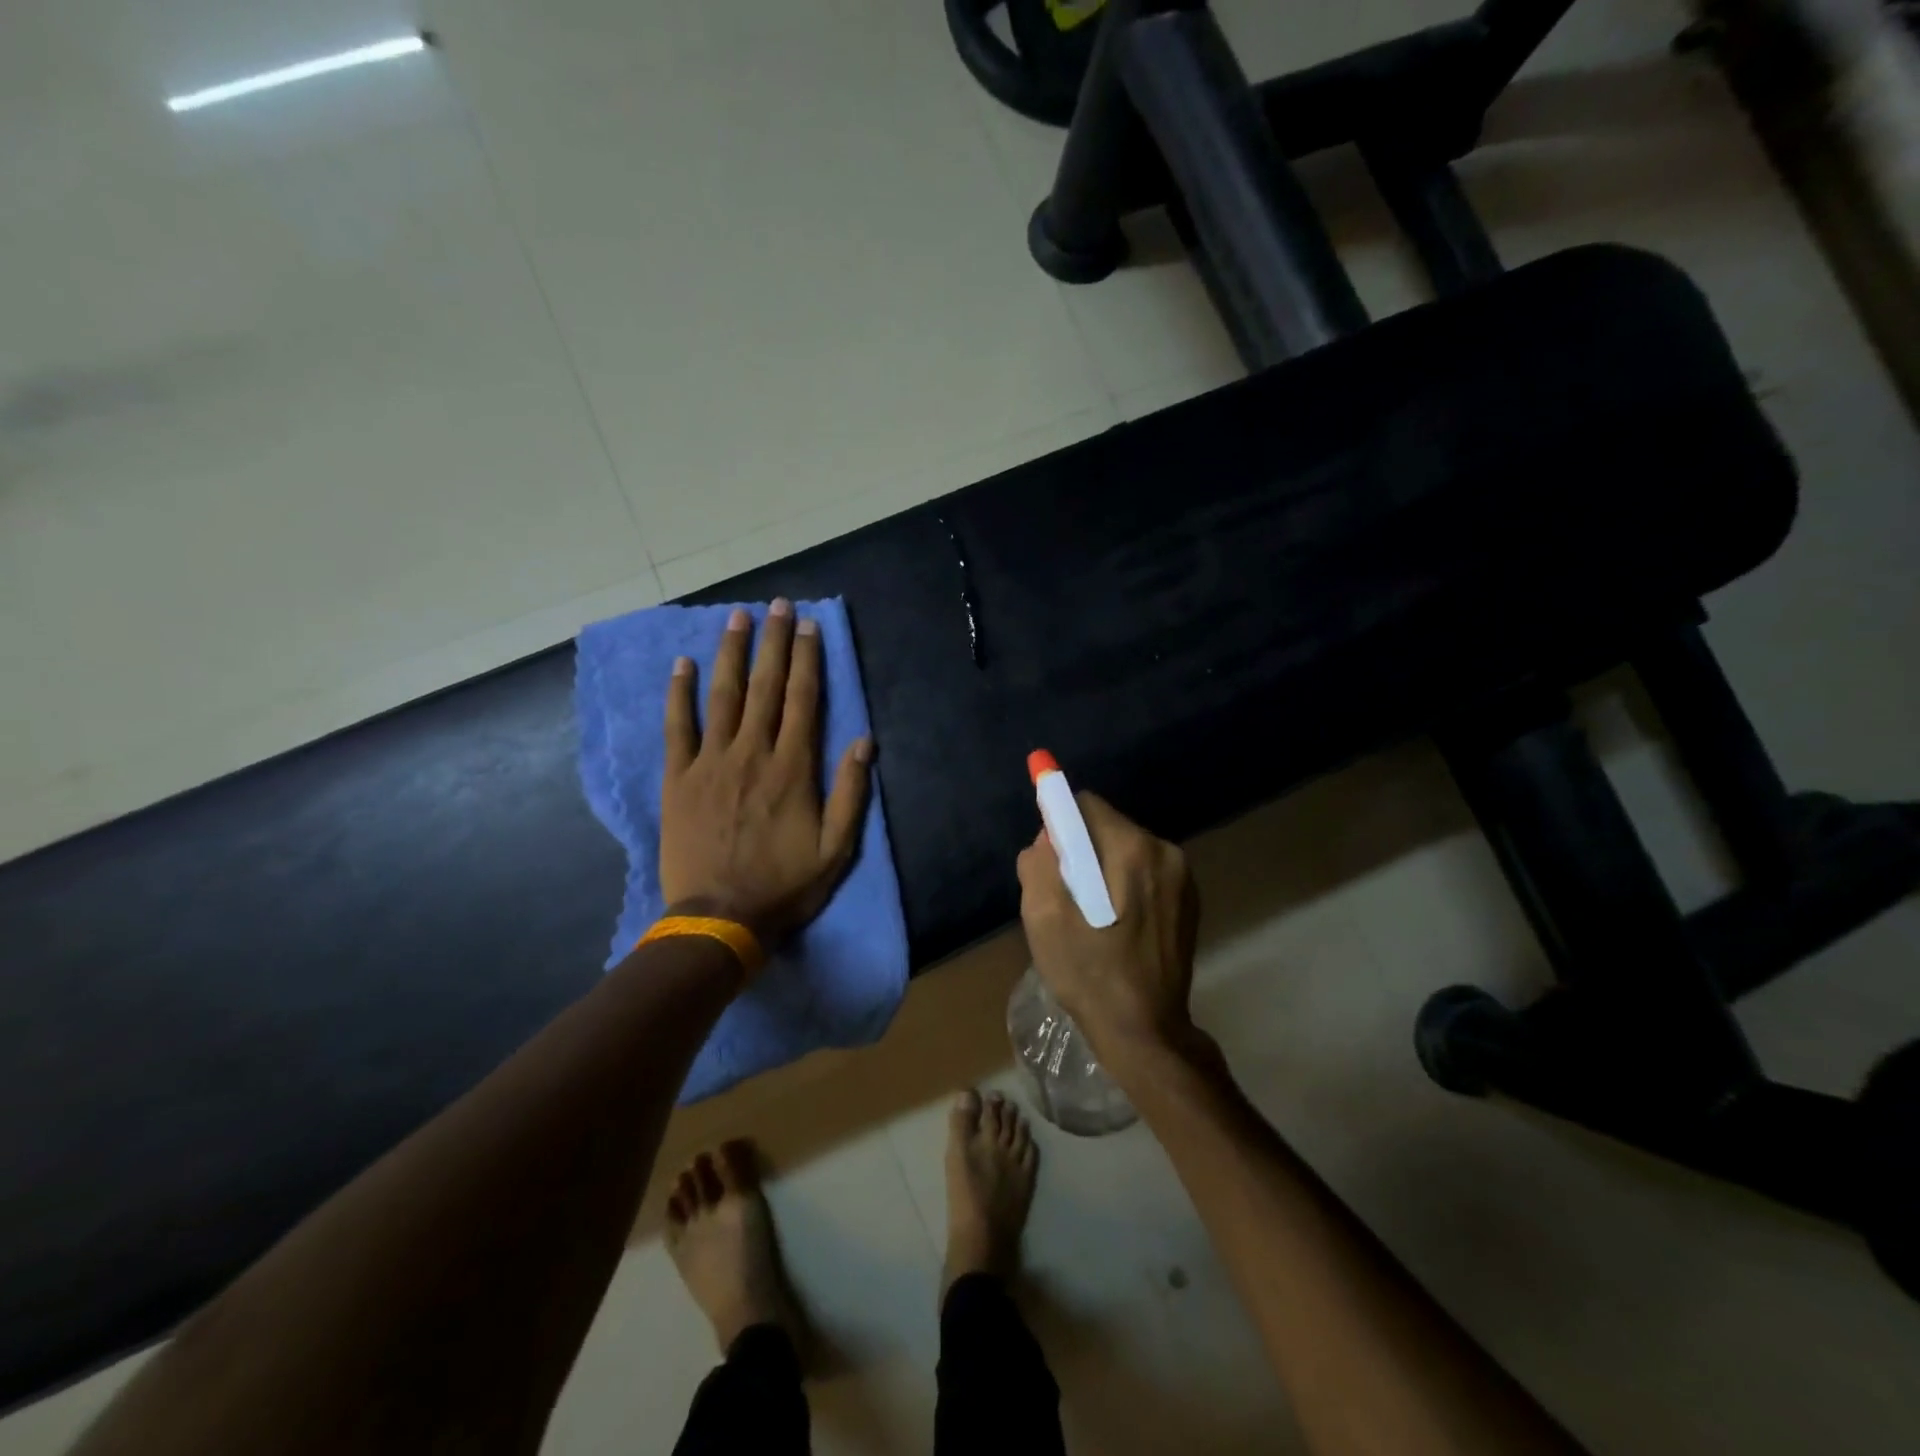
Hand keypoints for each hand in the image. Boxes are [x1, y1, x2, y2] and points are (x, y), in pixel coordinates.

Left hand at [660, 600, 872, 955]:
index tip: (808, 626)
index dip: (807, 659)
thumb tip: (863, 740)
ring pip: (723, 696)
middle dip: (773, 642)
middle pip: (765, 686)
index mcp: (793, 768)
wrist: (719, 917)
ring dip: (731, 653)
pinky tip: (683, 665)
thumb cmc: (784, 884)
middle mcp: (753, 753)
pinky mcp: (679, 778)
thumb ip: (850, 792)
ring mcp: (711, 762)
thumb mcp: (836, 848)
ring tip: (737, 618)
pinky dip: (680, 694)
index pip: (802, 699)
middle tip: (777, 605)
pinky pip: (678, 727)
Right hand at [1016, 793, 1200, 1064]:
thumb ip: (1040, 862)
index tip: (1051, 863)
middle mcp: (1165, 851)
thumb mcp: (1043, 918)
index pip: (1085, 805)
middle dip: (1081, 850)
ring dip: (1103, 868)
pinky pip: (1145, 871)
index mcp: (1132, 849)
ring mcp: (1183, 876)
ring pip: (1126, 848)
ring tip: (1092, 916)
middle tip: (1068, 898)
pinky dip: (1125, 884)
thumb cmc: (1089, 974)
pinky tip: (1117, 924)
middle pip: (1107, 825)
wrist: (1146, 1031)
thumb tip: (1048, 837)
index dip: (1059, 826)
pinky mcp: (1190, 899)